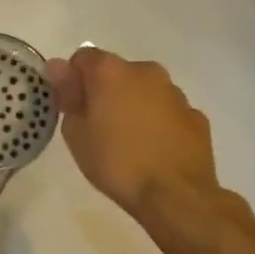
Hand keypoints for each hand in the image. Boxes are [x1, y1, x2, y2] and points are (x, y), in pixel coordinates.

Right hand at [45, 47, 227, 219]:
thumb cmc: (116, 162)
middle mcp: (145, 71)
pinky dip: (159, 122)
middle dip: (105, 91)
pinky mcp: (196, 116)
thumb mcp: (76, 133)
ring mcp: (175, 93)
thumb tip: (58, 67)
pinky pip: (168, 111)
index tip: (72, 106)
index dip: (73, 79)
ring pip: (145, 90)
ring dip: (134, 105)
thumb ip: (67, 94)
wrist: (176, 196)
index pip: (83, 57)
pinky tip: (155, 150)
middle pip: (117, 72)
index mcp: (111, 71)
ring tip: (129, 142)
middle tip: (97, 126)